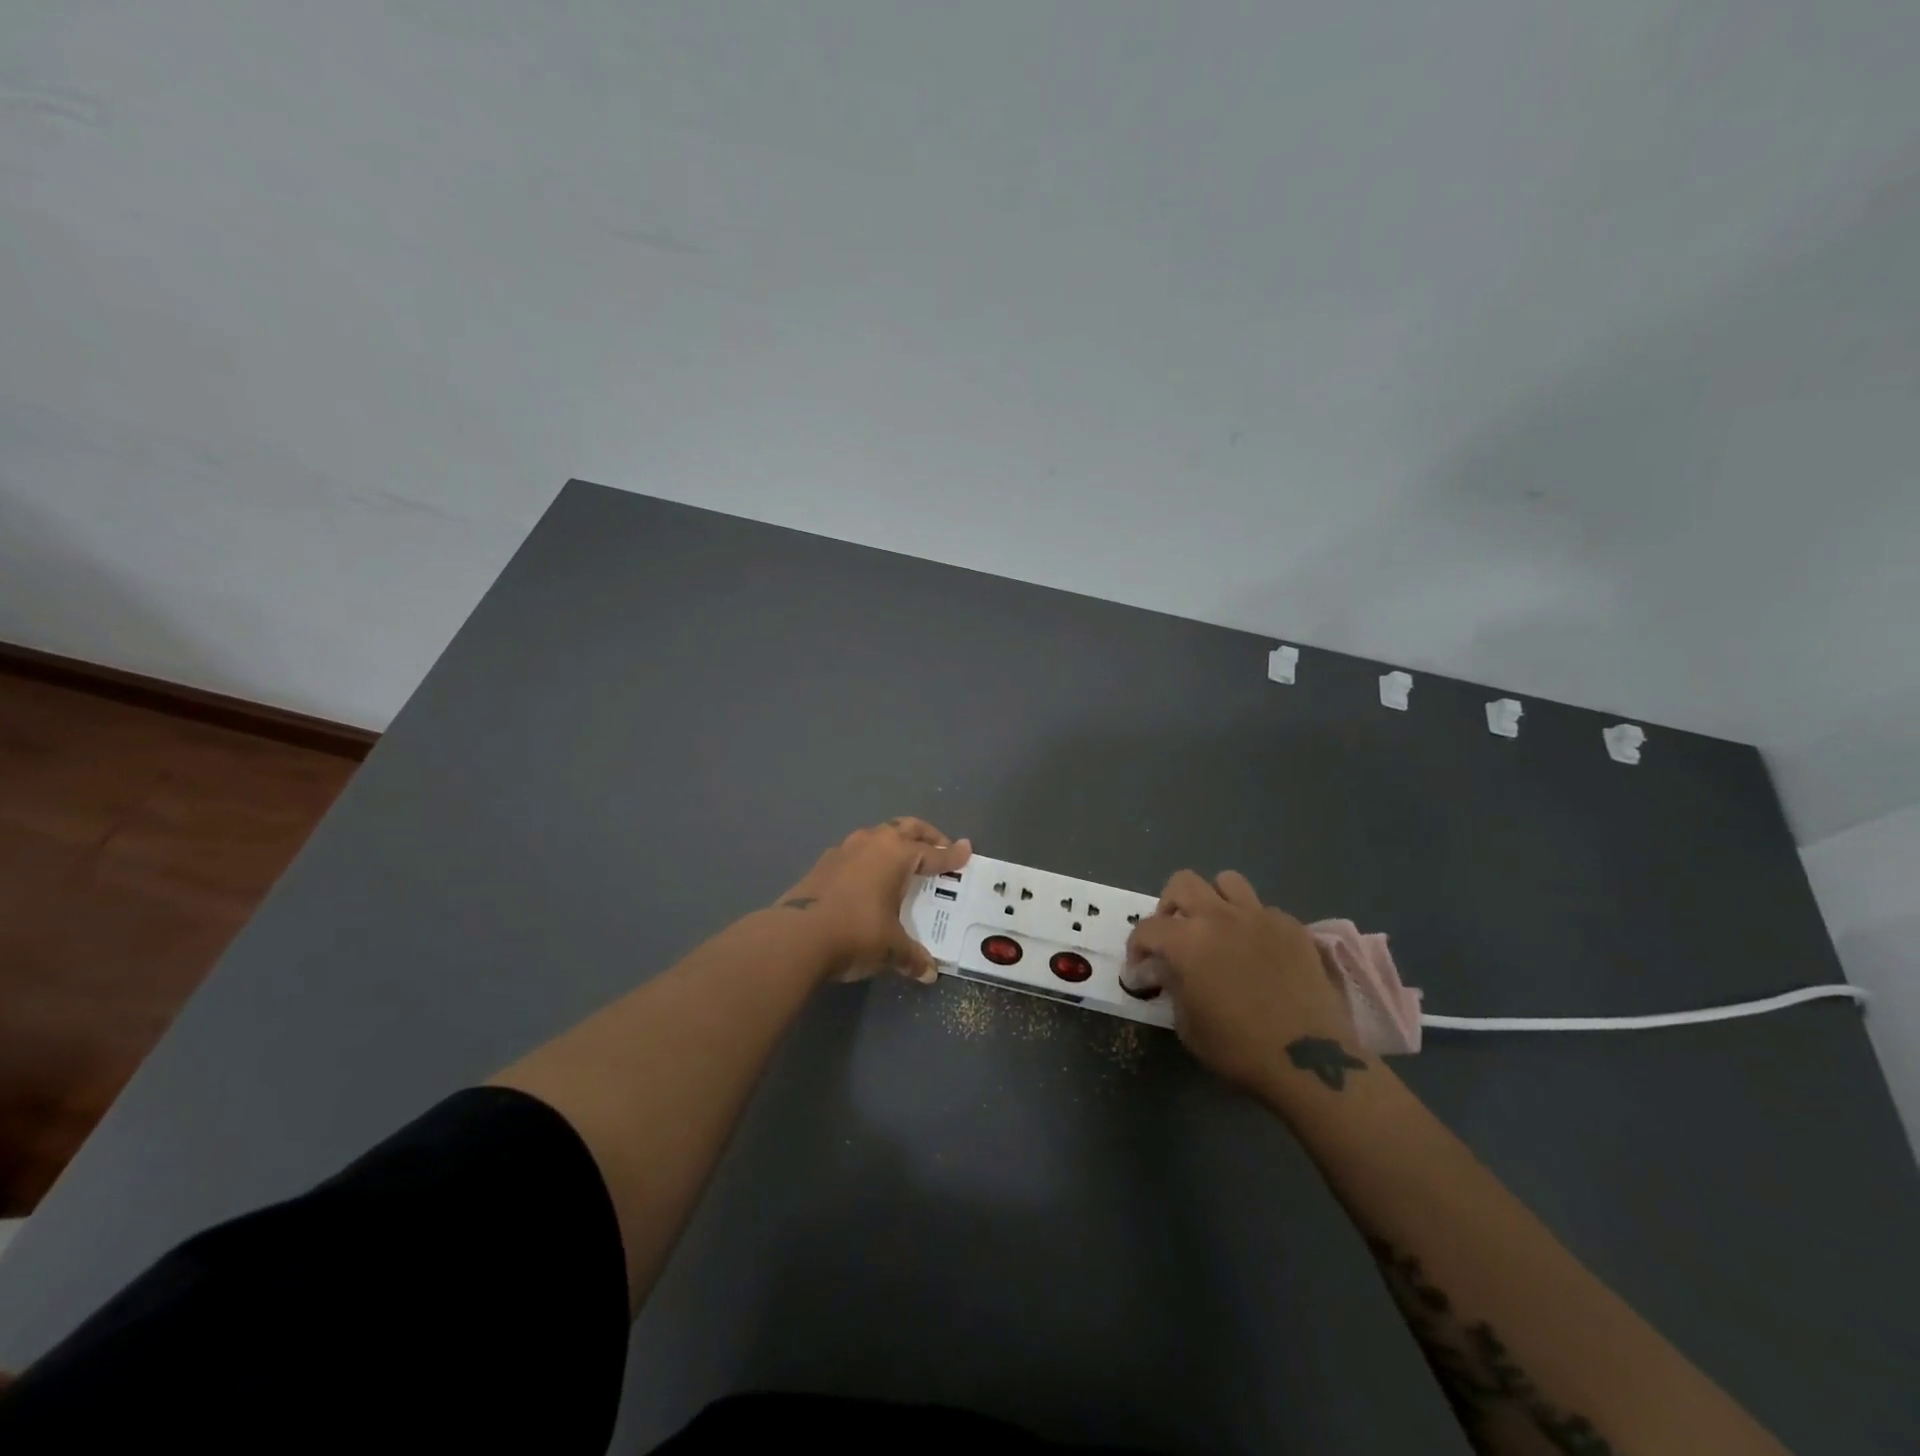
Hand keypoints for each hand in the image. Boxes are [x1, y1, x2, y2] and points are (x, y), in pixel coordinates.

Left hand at [776, 818, 971, 983]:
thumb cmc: (856, 933)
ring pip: (878, 835)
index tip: (967, 851)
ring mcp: (844, 849)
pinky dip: (870, 858)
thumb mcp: (891, 948)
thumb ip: (912, 956)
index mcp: (897, 854)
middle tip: (939, 847)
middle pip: (907, 828)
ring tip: (903, 861)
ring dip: (894, 843)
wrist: (796, 936)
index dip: (952, 855)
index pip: (933, 853)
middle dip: (926, 835)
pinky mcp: (823, 863)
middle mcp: (873, 843)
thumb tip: (928, 973)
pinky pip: (856, 852)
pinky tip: (868, 878)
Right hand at [1126, 870, 1355, 1095]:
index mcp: (1187, 940)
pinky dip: (1252, 923)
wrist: (1310, 1061)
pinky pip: (1263, 909)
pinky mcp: (1292, 927)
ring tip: (1216, 929)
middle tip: (1174, 935)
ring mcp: (1259, 917)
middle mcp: (1219, 916)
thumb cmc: (1239, 1049)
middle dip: (1170, 906)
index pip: (1147, 929)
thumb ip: (1173, 987)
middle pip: (1182, 883)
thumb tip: (1166, 970)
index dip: (1136, 949)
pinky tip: (1257, 951)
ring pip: (1227, 882)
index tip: (1140, 970)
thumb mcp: (1188, 1025)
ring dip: (1213, 901)